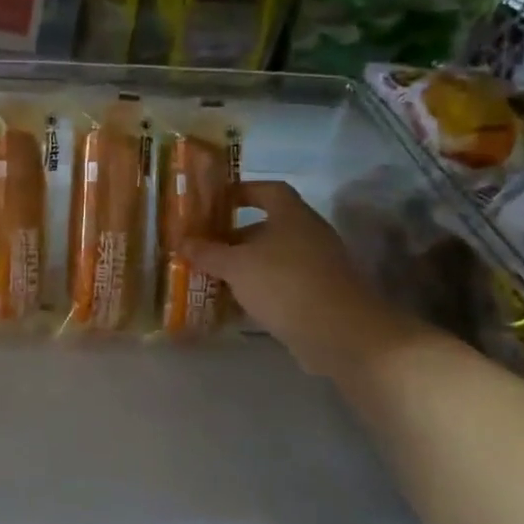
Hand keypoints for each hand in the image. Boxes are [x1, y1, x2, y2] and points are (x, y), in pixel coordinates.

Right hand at [182, 180, 413, 379]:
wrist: (341, 334)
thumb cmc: (284, 284)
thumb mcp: (236, 266)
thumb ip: (208, 252)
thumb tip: (183, 242)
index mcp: (292, 216)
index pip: (268, 190)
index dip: (242, 191)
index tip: (216, 202)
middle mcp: (309, 234)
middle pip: (269, 226)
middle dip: (235, 236)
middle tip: (205, 247)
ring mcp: (319, 266)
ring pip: (274, 257)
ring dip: (246, 265)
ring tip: (214, 277)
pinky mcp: (321, 295)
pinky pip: (284, 283)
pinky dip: (260, 289)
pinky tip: (237, 304)